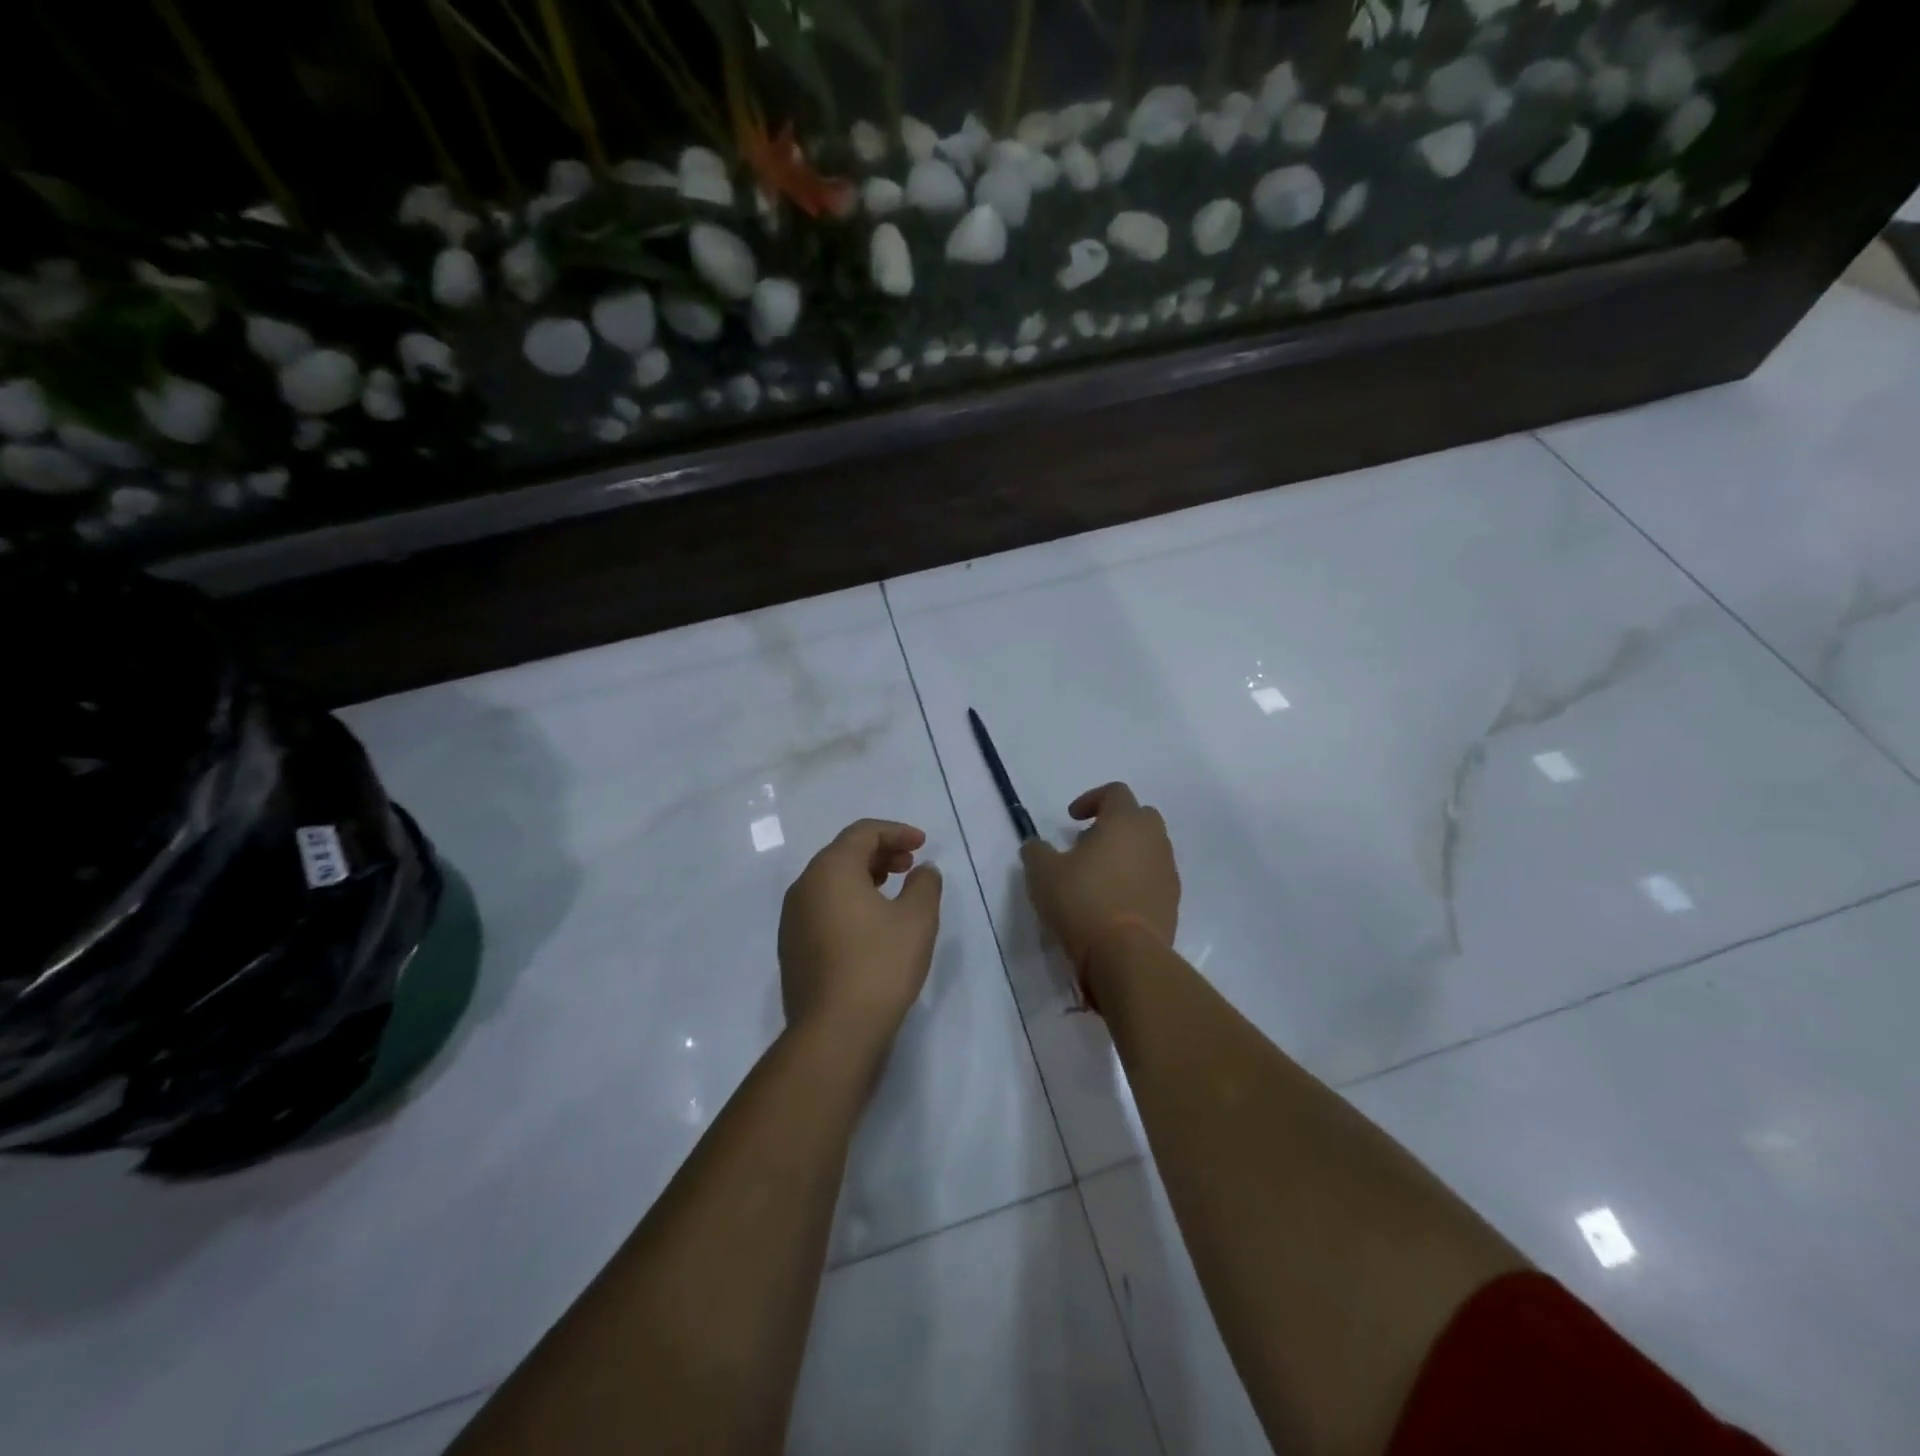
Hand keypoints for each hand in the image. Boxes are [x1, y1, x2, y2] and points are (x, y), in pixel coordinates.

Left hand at [779, 819, 942, 1049]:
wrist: (834, 1032)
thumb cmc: (880, 965)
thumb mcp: (917, 919)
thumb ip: (925, 884)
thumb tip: (922, 870)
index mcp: (830, 870)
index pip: (862, 832)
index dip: (896, 832)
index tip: (923, 843)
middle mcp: (804, 887)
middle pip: (843, 854)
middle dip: (880, 852)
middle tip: (911, 865)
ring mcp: (793, 919)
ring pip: (831, 882)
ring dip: (864, 877)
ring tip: (894, 891)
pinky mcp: (793, 948)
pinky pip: (823, 908)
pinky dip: (849, 902)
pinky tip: (872, 925)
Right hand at [1021, 783, 1179, 979]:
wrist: (1126, 955)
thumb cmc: (1082, 901)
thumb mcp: (1042, 873)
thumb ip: (1036, 851)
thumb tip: (1036, 846)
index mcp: (1124, 822)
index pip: (1115, 792)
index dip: (1092, 799)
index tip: (1072, 819)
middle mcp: (1153, 839)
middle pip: (1139, 816)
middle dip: (1114, 824)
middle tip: (1087, 845)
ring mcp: (1168, 871)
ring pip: (1149, 848)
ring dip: (1126, 853)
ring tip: (1098, 877)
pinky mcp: (1173, 901)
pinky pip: (1154, 878)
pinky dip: (1136, 880)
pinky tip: (1113, 902)